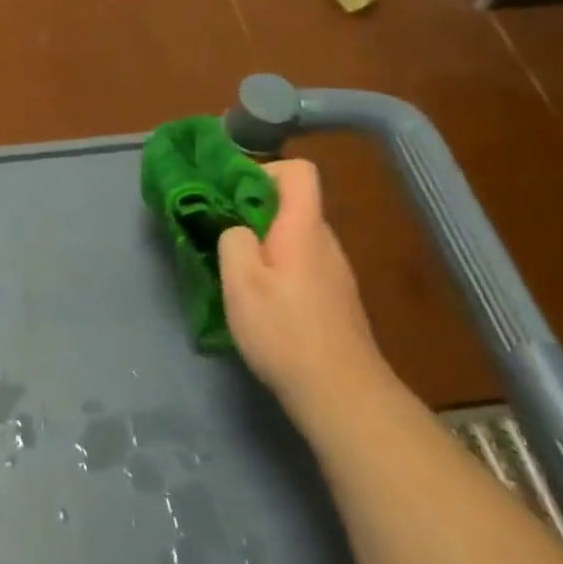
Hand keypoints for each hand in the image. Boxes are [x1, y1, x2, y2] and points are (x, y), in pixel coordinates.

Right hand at [218, 160, 379, 404]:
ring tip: (236, 273)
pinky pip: (302, 265)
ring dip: (264, 244)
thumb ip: (232, 241)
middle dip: (253, 212)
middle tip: (221, 235)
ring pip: (295, 238)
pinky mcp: (335, 299)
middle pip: (292, 205)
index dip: (264, 171)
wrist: (341, 392)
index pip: (298, 171)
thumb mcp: (240, 281)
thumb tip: (236, 230)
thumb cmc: (284, 330)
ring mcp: (335, 272)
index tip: (231, 194)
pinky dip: (279, 270)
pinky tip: (262, 304)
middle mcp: (325, 242)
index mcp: (304, 227)